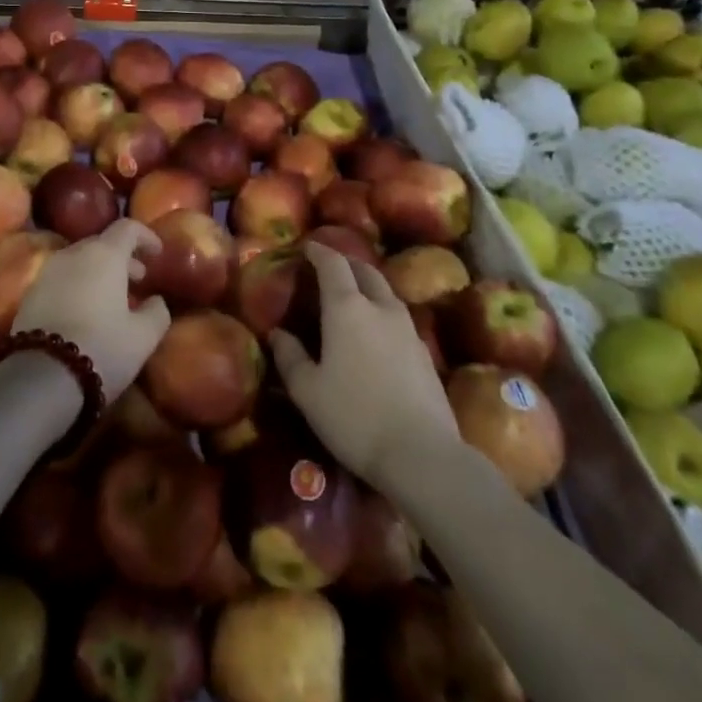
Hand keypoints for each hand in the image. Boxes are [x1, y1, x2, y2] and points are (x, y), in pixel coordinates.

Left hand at [13, 220, 169, 398]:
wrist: (41, 377)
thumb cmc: (102, 348)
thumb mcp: (143, 337)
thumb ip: (157, 312)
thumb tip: (157, 300)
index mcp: (104, 254)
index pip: (128, 228)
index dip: (146, 236)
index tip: (158, 253)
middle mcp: (73, 254)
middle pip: (102, 243)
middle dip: (123, 257)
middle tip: (139, 279)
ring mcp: (47, 272)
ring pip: (79, 261)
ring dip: (99, 272)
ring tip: (113, 299)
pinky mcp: (29, 294)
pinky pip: (61, 279)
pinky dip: (79, 285)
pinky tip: (86, 313)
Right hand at [271, 242, 459, 489]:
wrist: (422, 454)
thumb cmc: (354, 417)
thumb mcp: (308, 391)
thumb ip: (290, 357)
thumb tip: (278, 334)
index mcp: (347, 308)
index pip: (333, 264)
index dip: (319, 251)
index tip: (307, 247)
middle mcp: (380, 308)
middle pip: (365, 271)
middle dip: (346, 263)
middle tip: (330, 267)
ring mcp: (408, 329)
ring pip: (386, 292)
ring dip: (368, 285)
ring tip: (353, 296)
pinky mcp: (424, 353)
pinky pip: (399, 317)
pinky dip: (383, 311)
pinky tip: (377, 332)